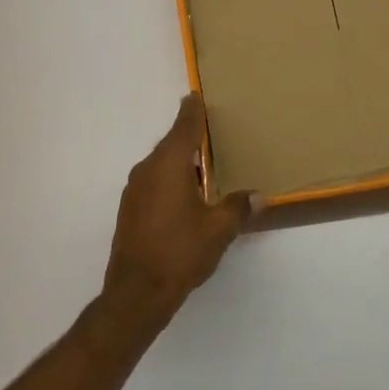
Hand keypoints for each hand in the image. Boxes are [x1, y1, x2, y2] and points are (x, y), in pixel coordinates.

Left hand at [101, 94, 252, 333]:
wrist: (136, 293)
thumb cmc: (180, 252)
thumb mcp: (219, 230)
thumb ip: (238, 207)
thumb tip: (258, 196)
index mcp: (169, 165)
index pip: (184, 127)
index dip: (192, 111)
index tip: (196, 96)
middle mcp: (147, 171)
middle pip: (172, 144)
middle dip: (191, 138)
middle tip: (213, 133)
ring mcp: (135, 190)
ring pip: (162, 165)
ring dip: (182, 162)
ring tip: (206, 167)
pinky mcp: (130, 210)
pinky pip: (154, 182)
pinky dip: (171, 180)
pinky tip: (187, 196)